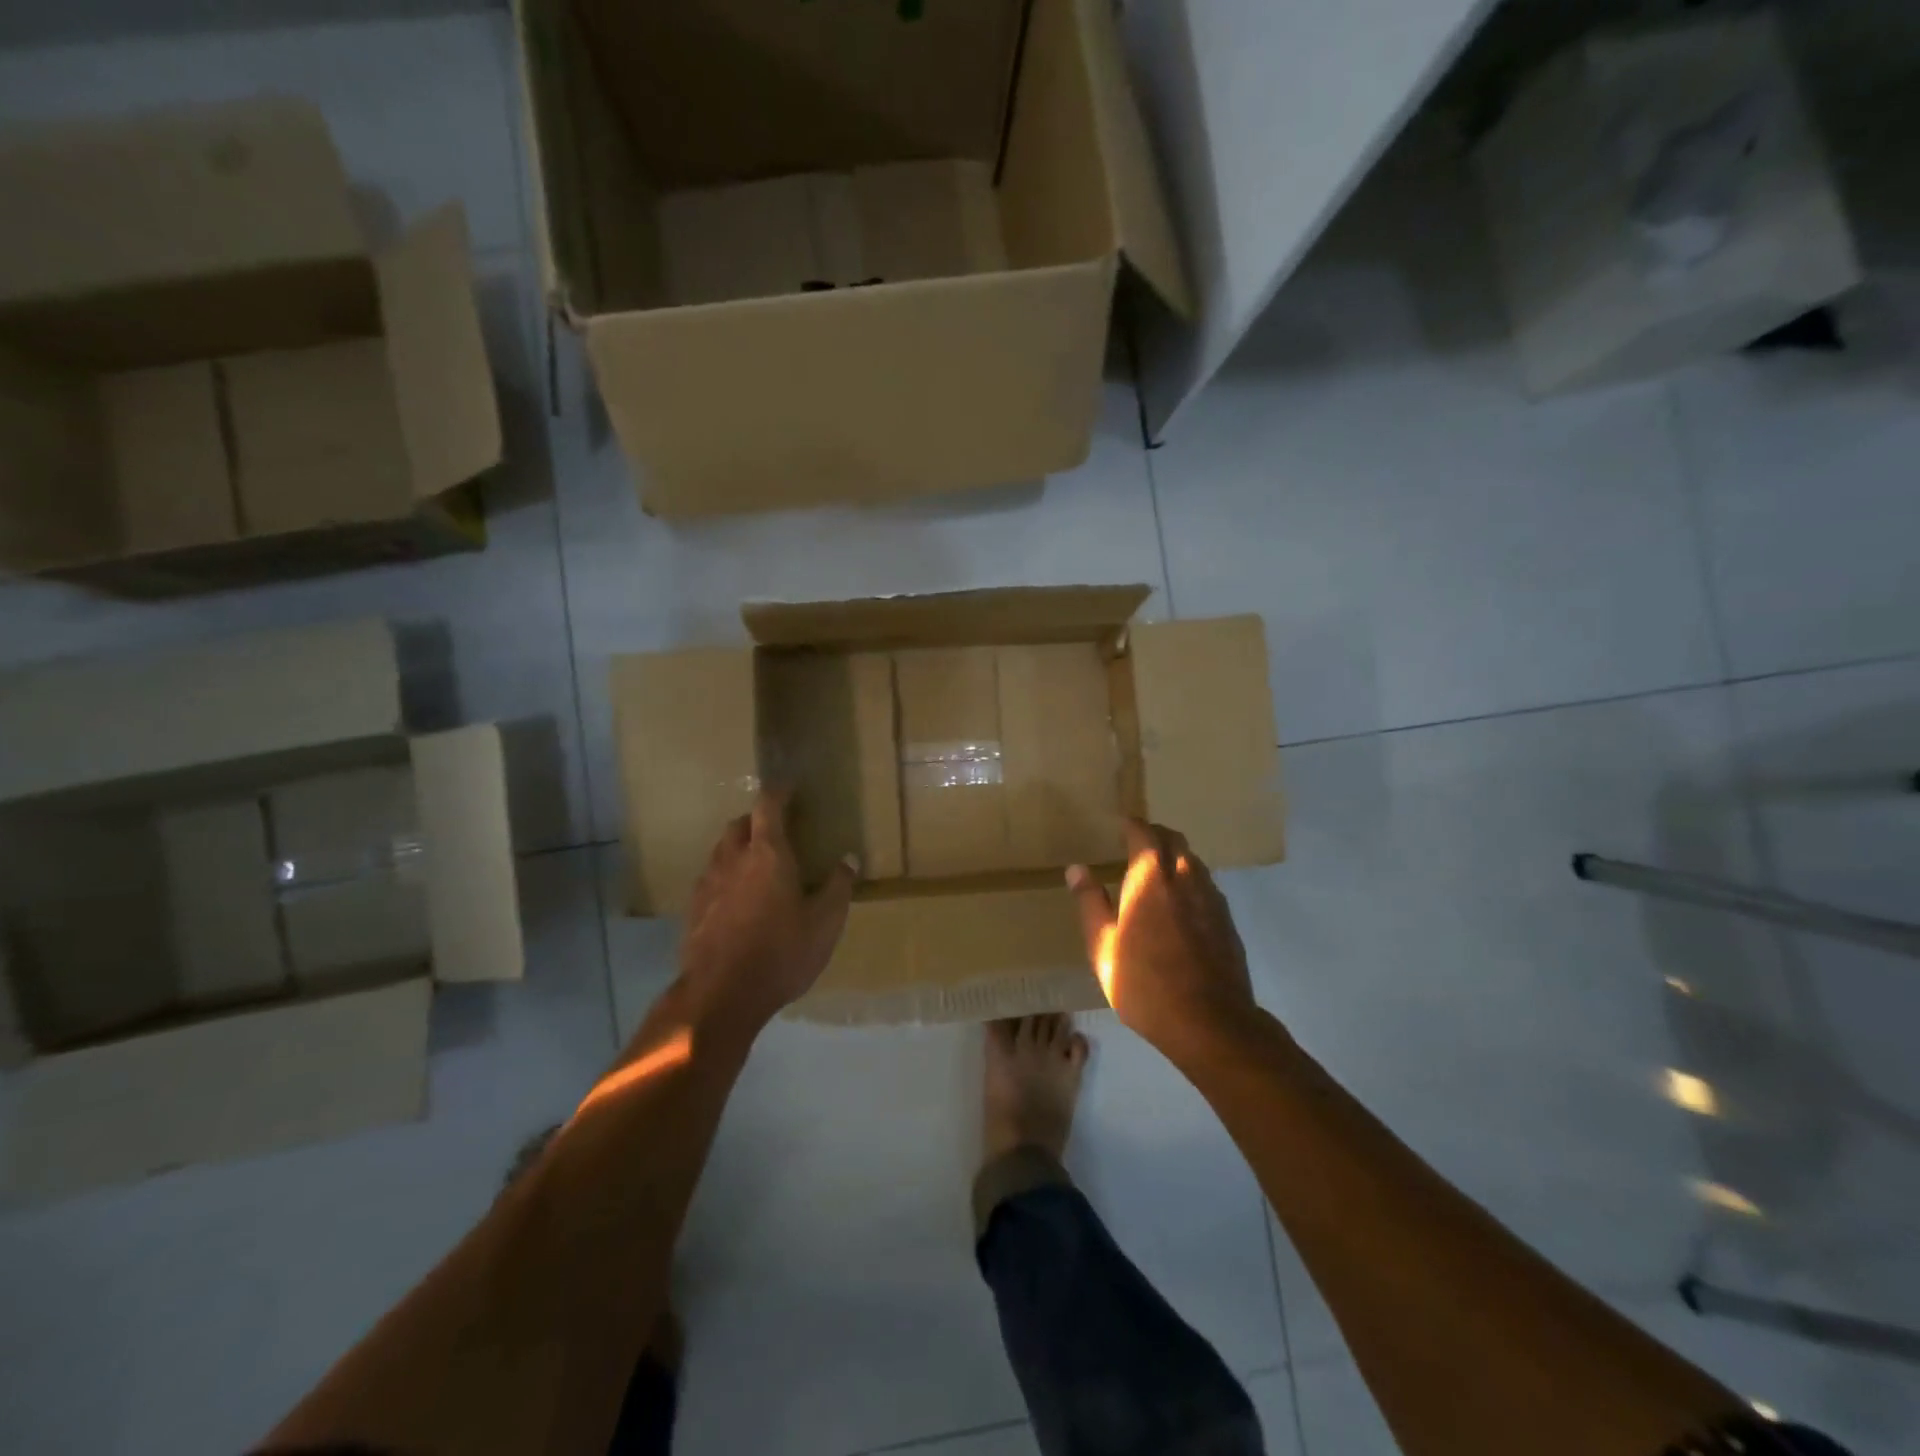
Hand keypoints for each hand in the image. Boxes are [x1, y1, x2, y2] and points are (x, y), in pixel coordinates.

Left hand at [678, 790, 856, 1036]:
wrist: (720, 995)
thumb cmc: (781, 953)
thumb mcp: (825, 923)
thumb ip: (838, 887)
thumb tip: (848, 859)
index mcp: (767, 854)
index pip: (768, 807)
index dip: (779, 792)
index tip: (789, 787)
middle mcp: (733, 860)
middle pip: (739, 825)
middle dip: (756, 819)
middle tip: (776, 828)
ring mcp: (708, 884)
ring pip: (721, 850)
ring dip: (738, 846)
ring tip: (756, 862)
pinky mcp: (693, 910)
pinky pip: (711, 878)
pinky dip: (725, 875)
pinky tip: (736, 898)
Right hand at [1067, 819, 1255, 1057]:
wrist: (1210, 1023)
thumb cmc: (1144, 983)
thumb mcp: (1103, 946)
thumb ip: (1090, 903)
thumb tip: (1077, 869)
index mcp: (1151, 877)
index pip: (1144, 833)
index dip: (1132, 825)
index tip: (1120, 824)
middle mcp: (1186, 877)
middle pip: (1174, 840)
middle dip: (1155, 834)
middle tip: (1137, 842)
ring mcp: (1212, 898)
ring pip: (1193, 861)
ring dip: (1175, 856)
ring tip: (1157, 871)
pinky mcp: (1227, 921)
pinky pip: (1206, 886)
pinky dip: (1190, 881)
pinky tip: (1180, 904)